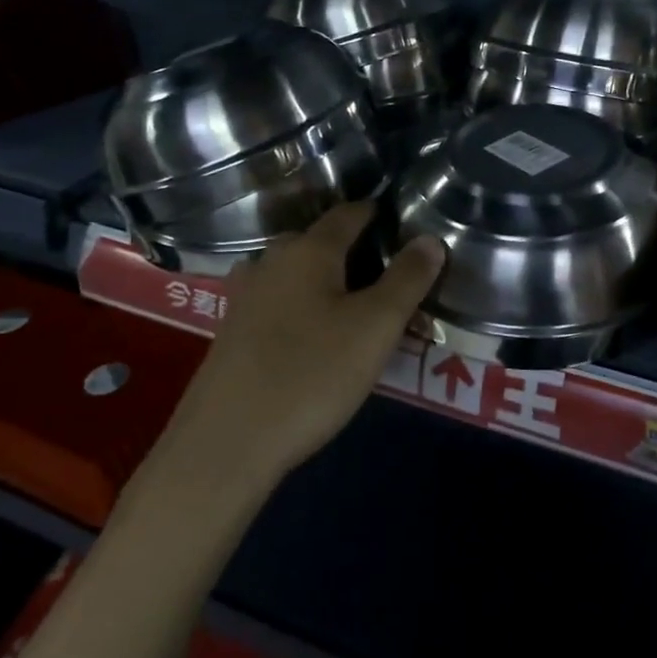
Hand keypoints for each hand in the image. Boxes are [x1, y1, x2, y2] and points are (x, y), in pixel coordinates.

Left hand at [153, 204, 445, 489]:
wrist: (225, 444)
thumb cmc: (311, 375)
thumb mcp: (375, 327)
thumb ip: (407, 279)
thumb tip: (430, 239)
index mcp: (308, 250)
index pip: (349, 213)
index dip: (377, 213)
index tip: (402, 222)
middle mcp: (272, 261)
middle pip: (321, 242)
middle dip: (356, 251)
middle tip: (391, 276)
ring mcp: (246, 297)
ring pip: (299, 274)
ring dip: (329, 282)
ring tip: (359, 307)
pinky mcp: (232, 332)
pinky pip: (281, 303)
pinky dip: (306, 307)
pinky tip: (317, 335)